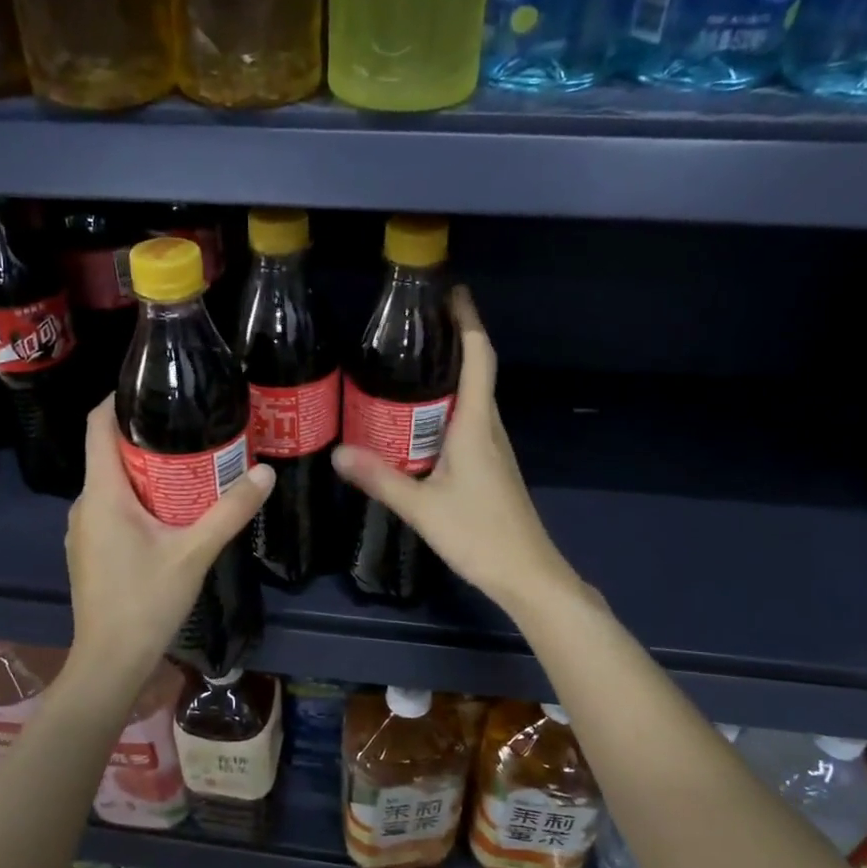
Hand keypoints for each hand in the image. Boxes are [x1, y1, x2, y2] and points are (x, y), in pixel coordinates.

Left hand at [64, 399, 274, 701]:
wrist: (109, 663)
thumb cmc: (145, 602)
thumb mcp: (194, 553)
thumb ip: (230, 511)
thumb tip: (265, 474)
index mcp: (102, 493)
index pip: (97, 426)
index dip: (118, 399)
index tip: (154, 388)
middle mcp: (85, 504)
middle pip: (109, 452)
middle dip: (147, 436)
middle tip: (192, 428)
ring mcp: (83, 530)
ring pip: (113, 483)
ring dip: (146, 471)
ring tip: (190, 466)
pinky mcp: (90, 550)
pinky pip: (112, 508)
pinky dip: (139, 499)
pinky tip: (171, 512)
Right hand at [332, 287, 577, 617]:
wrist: (528, 575)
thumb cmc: (480, 535)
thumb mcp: (423, 508)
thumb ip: (381, 479)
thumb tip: (338, 453)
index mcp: (477, 426)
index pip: (479, 359)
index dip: (468, 322)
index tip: (452, 292)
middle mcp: (490, 428)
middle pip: (477, 371)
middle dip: (453, 340)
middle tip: (413, 324)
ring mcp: (493, 448)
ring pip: (473, 398)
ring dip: (450, 373)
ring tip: (410, 362)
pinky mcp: (490, 467)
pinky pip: (469, 421)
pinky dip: (447, 406)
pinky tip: (419, 419)